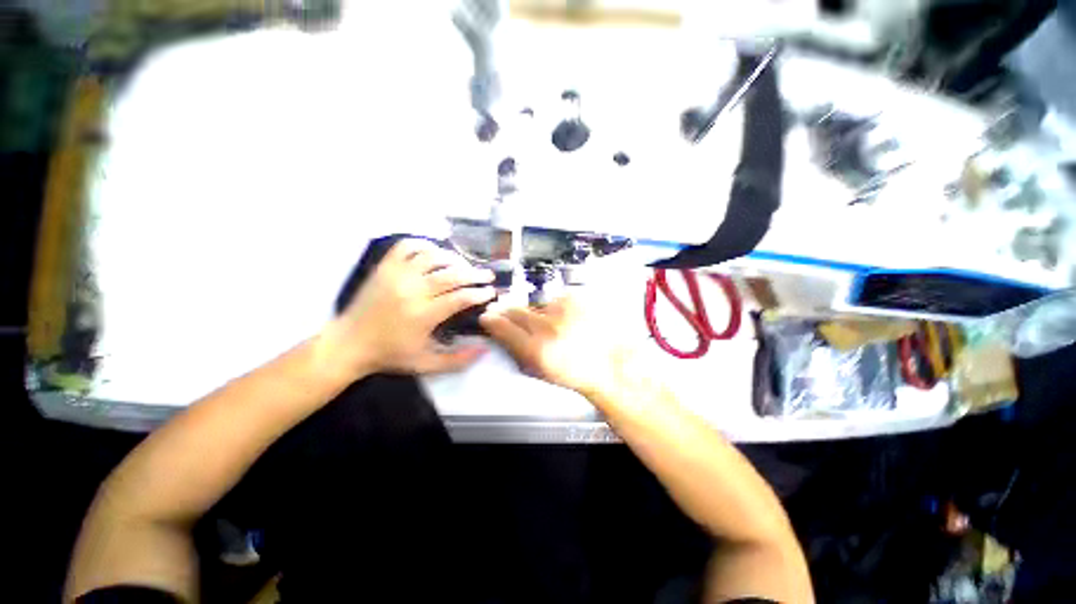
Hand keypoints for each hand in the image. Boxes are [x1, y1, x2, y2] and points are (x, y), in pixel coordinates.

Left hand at [327, 239, 495, 377]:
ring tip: (464, 265)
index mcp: (423, 316)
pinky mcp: (384, 268)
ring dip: (454, 259)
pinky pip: (406, 246)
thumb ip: (458, 360)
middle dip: (475, 273)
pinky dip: (424, 244)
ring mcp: (396, 276)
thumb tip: (485, 349)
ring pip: (433, 256)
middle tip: (488, 275)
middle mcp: (412, 291)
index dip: (480, 294)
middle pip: (452, 274)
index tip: (491, 293)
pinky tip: (435, 252)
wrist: (348, 344)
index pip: (460, 298)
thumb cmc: (390, 355)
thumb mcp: (426, 365)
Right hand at [479, 296, 634, 395]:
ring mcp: (564, 310)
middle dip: (509, 312)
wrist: (610, 363)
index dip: (493, 320)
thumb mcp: (540, 370)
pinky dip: (557, 309)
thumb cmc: (574, 373)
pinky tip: (568, 320)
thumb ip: (516, 350)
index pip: (503, 327)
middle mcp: (548, 327)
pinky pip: (556, 301)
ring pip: (537, 305)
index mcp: (537, 350)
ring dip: (539, 313)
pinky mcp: (577, 300)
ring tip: (555, 326)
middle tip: (510, 315)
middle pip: (517, 311)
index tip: (487, 316)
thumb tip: (499, 331)